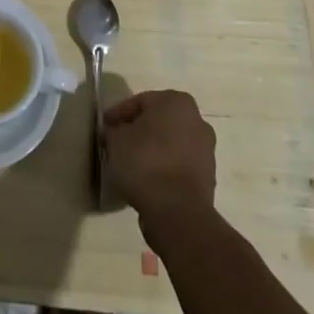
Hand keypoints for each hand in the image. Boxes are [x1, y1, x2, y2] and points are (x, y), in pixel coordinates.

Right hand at [105, 90, 215, 232]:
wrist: (177, 212)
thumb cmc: (145, 162)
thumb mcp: (116, 140)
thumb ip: (113, 130)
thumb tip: (115, 133)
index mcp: (176, 102)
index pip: (140, 102)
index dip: (119, 115)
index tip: (105, 128)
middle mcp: (197, 121)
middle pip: (158, 122)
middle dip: (138, 131)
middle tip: (118, 143)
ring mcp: (206, 151)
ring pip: (170, 144)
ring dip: (152, 150)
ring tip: (130, 165)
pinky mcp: (208, 178)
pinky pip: (178, 166)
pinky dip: (164, 169)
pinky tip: (147, 180)